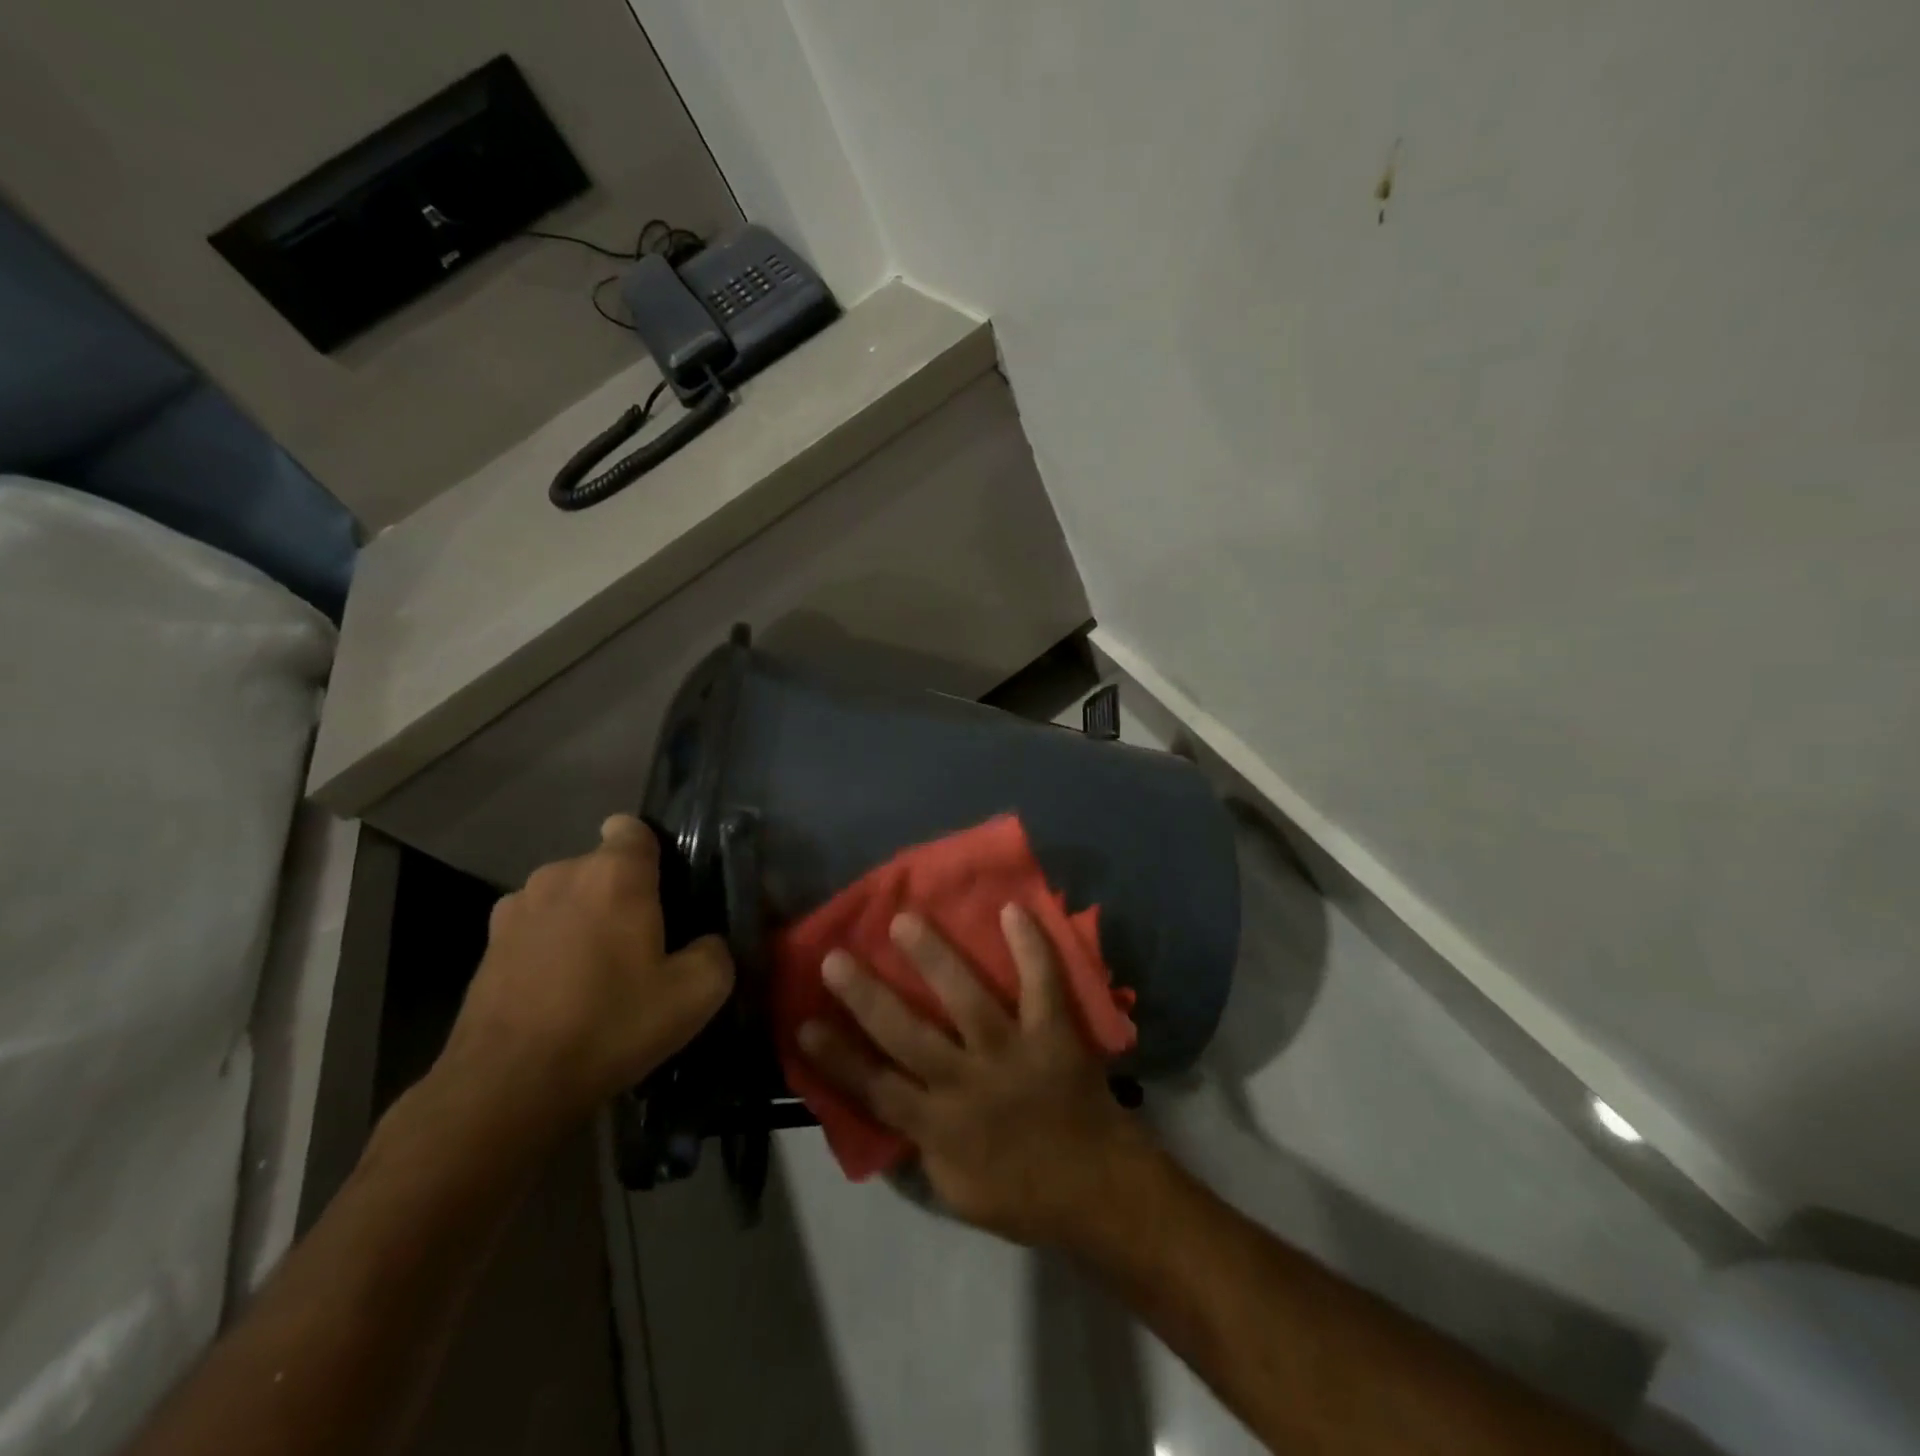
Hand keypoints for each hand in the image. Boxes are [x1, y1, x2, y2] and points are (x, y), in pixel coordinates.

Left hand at [438, 815, 732, 1143]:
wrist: (506, 1087)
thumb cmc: (609, 1025)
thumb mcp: (696, 994)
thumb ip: (717, 952)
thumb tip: (708, 943)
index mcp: (613, 874)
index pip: (633, 828)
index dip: (653, 852)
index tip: (666, 889)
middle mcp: (560, 875)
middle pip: (602, 867)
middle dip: (623, 893)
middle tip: (643, 943)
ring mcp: (515, 908)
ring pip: (567, 897)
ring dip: (584, 919)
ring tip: (596, 972)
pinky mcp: (486, 945)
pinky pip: (535, 928)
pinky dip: (550, 946)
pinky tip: (559, 992)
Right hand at [798, 903, 1161, 1247]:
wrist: (1101, 1193)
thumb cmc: (1024, 1196)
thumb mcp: (955, 1192)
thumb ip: (919, 1147)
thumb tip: (886, 1106)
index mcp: (940, 1126)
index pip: (875, 1088)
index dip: (837, 1058)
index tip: (803, 1023)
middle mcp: (968, 1084)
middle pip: (907, 1035)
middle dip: (866, 996)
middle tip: (835, 958)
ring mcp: (1012, 1054)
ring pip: (966, 1000)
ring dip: (934, 958)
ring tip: (904, 921)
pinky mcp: (1053, 1035)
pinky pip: (1041, 986)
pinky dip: (1030, 949)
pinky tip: (1012, 910)